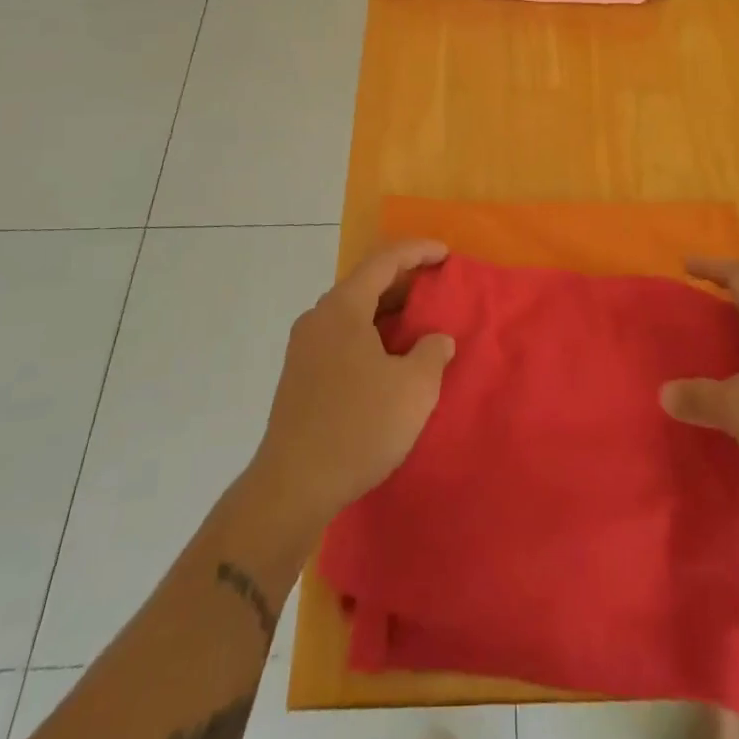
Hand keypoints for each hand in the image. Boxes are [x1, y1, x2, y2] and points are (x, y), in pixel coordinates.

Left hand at [247, 240, 456, 529]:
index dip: (418, 251)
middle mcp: (318, 318)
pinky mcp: (300, 375)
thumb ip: (432, 353)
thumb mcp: (414, 388)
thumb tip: (436, 340)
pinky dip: (371, 335)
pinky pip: (342, 337)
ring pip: (353, 312)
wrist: (293, 487)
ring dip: (387, 312)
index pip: (384, 261)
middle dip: (404, 281)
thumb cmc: (358, 426)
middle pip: (366, 283)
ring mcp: (304, 348)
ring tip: (420, 324)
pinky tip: (390, 358)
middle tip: (437, 288)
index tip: (446, 253)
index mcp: (343, 308)